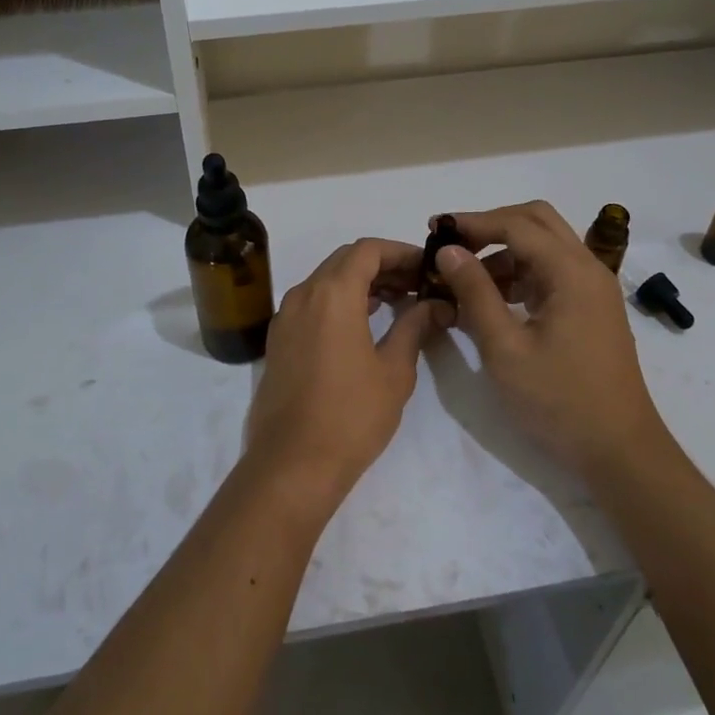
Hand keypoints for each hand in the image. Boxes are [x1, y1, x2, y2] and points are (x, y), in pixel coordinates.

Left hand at [244, 238, 445, 507]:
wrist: (292, 464)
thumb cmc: (351, 415)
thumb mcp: (394, 370)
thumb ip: (415, 327)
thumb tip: (436, 305)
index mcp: (332, 294)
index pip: (367, 250)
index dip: (400, 252)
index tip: (426, 268)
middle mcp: (303, 295)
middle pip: (344, 260)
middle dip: (382, 265)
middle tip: (415, 285)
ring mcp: (285, 318)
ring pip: (325, 281)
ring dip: (359, 283)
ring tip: (396, 303)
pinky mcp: (278, 341)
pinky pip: (311, 304)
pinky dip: (338, 301)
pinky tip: (363, 325)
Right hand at [434, 202, 674, 481]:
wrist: (619, 451)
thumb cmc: (558, 400)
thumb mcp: (504, 348)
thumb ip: (475, 292)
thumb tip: (449, 250)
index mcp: (572, 272)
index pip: (516, 225)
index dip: (473, 222)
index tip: (435, 229)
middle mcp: (588, 268)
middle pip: (537, 221)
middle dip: (491, 225)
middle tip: (452, 244)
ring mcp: (593, 289)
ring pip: (545, 245)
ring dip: (504, 250)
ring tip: (463, 277)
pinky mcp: (590, 308)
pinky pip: (551, 272)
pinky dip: (519, 273)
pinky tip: (492, 299)